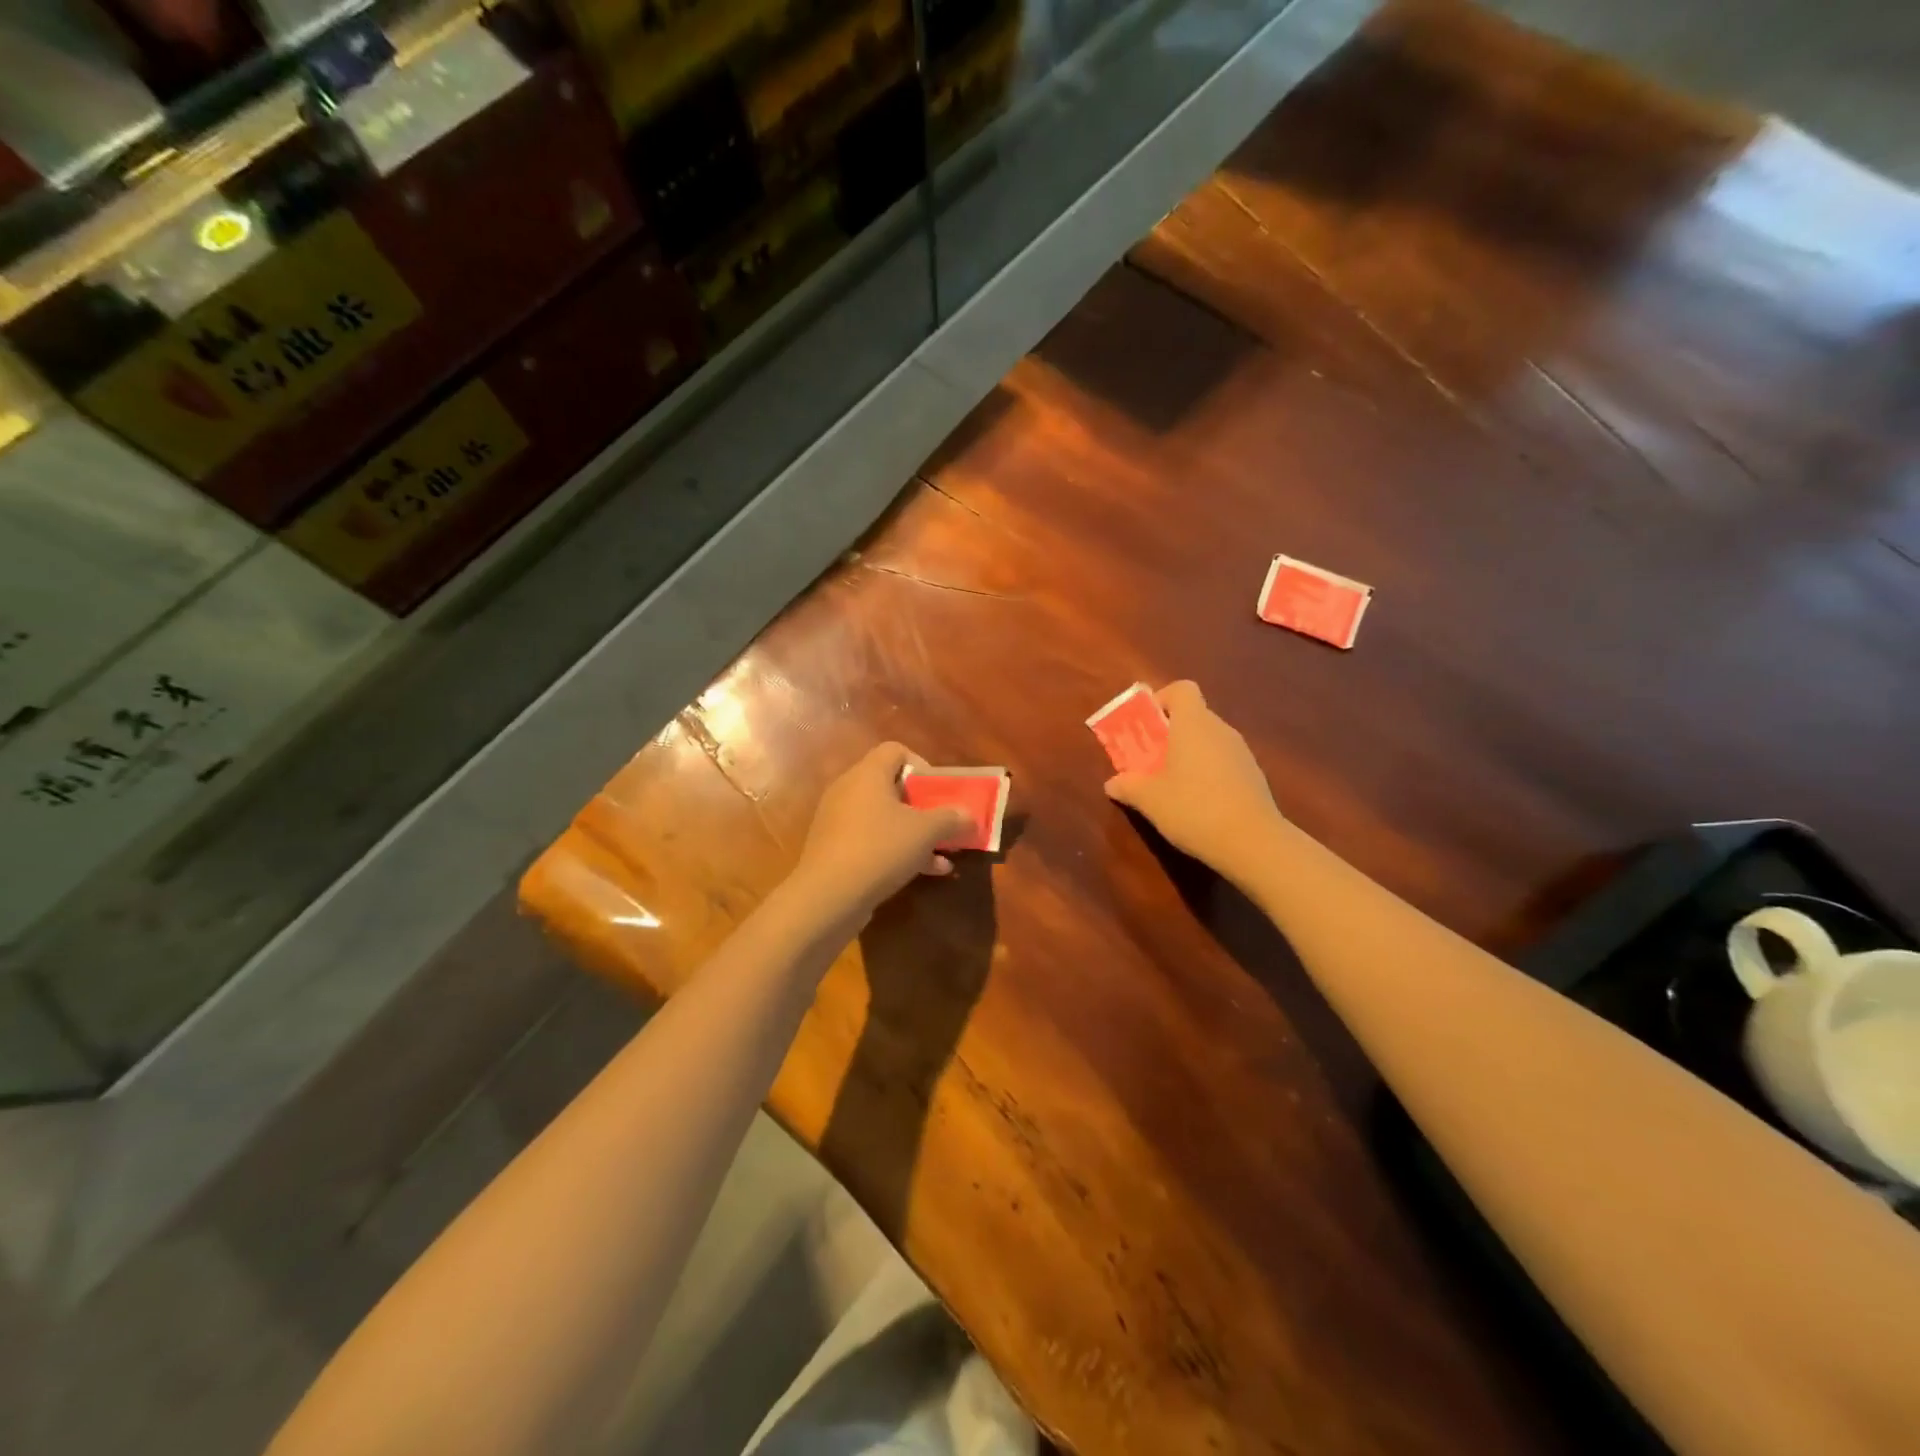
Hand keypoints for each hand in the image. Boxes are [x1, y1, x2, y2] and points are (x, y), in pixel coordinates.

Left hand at [787, 742, 973, 924]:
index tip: (939, 791)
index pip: (895, 750)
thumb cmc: (880, 849)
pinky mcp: (834, 850)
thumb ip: (951, 819)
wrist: (828, 897)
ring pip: (884, 818)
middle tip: (943, 823)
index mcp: (867, 774)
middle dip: (923, 805)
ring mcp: (838, 821)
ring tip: (943, 853)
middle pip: (891, 786)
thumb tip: (969, 815)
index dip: (922, 764)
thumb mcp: (926, 832)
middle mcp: (848, 790)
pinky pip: (872, 841)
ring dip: (914, 833)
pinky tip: (925, 872)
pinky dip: (896, 851)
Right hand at [1104, 681, 1285, 886]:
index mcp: (1193, 723)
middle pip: (1193, 716)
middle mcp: (1220, 729)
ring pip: (1208, 741)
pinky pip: (1223, 762)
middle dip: (1169, 733)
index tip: (1146, 725)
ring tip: (1170, 785)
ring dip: (1188, 754)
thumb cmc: (1194, 808)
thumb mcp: (1149, 800)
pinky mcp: (1253, 776)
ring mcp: (1241, 752)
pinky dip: (1207, 773)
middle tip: (1149, 760)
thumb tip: (1112, 783)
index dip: (1161, 700)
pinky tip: (1197, 803)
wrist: (1252, 842)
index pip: (1182, 689)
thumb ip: (1128, 786)